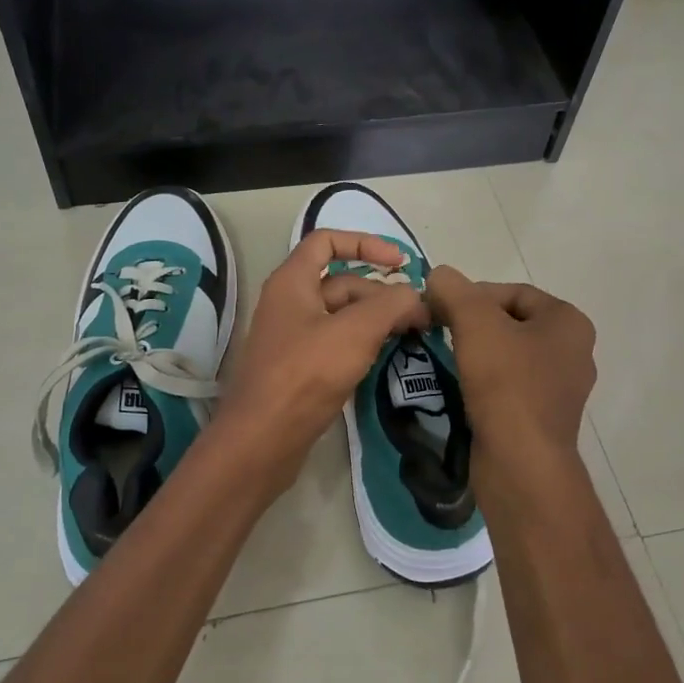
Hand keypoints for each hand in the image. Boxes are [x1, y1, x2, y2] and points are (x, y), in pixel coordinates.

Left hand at [214, 230, 431, 482]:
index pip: (327, 241)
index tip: (400, 263)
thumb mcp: (356, 332)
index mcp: (292, 281)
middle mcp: (289, 302)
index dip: (365, 243)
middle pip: (342, 282)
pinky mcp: (299, 368)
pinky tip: (386, 357)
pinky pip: (336, 343)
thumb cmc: (305, 375)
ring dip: (376, 319)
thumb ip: (391, 305)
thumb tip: (414, 296)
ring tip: (412, 335)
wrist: (261, 441)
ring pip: (342, 315)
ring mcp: (293, 337)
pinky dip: (362, 343)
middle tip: (422, 317)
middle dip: (382, 292)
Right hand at [423, 267, 595, 464]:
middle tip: (438, 332)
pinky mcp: (542, 418)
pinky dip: (484, 382)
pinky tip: (461, 389)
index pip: (512, 292)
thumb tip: (439, 275)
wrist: (521, 464)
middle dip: (472, 324)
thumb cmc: (506, 385)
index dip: (471, 295)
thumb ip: (454, 290)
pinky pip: (509, 387)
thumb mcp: (475, 323)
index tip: (439, 310)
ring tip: (446, 360)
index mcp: (568, 322)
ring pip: (508, 356)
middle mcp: (573, 352)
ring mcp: (560, 389)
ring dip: (475, 354)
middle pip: (510, 322)